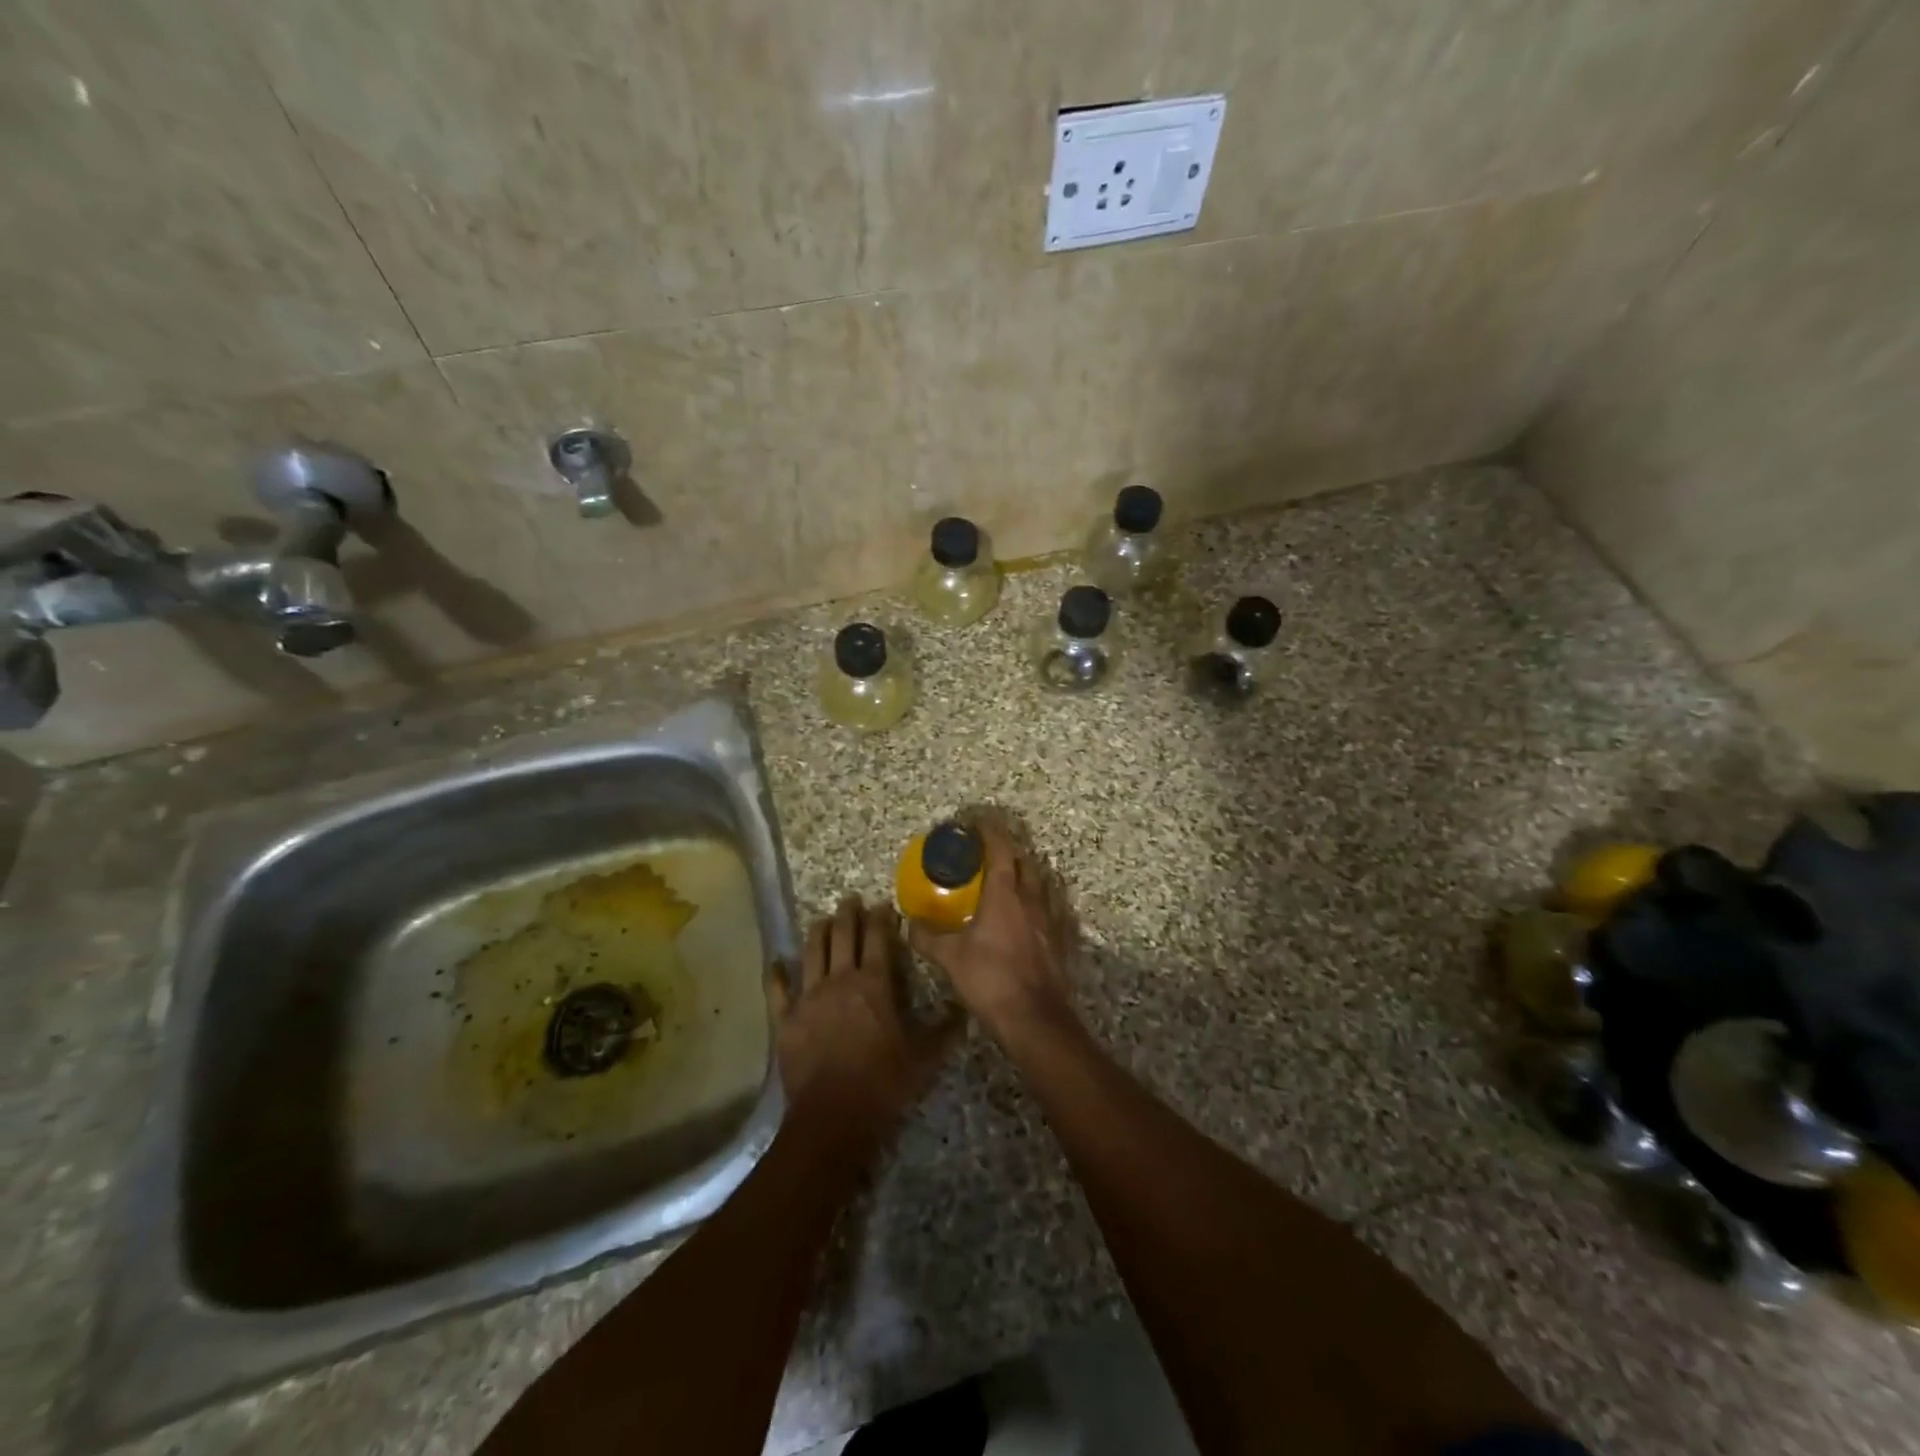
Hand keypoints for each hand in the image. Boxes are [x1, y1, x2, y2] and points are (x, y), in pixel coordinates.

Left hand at [772, 895, 961, 1164]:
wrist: (833, 1117)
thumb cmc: (883, 1084)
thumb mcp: (923, 1059)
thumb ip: (944, 1032)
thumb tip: (965, 1011)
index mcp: (874, 985)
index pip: (878, 939)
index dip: (881, 919)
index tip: (883, 905)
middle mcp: (840, 981)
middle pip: (842, 937)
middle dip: (847, 914)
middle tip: (850, 899)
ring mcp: (808, 998)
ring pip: (811, 953)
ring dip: (817, 932)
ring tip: (821, 919)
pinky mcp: (786, 1020)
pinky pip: (777, 991)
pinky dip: (776, 974)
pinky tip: (776, 962)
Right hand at [907, 815, 1078, 1040]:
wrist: (1035, 1018)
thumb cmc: (990, 980)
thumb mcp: (950, 959)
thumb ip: (928, 938)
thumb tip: (910, 924)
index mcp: (1004, 894)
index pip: (1000, 850)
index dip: (990, 832)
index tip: (977, 822)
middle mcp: (1032, 898)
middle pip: (1026, 861)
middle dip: (1010, 851)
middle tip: (991, 853)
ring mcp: (1052, 918)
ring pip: (1044, 883)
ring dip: (1030, 874)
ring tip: (1014, 878)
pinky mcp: (1064, 939)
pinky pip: (1056, 909)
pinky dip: (1045, 902)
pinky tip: (1037, 912)